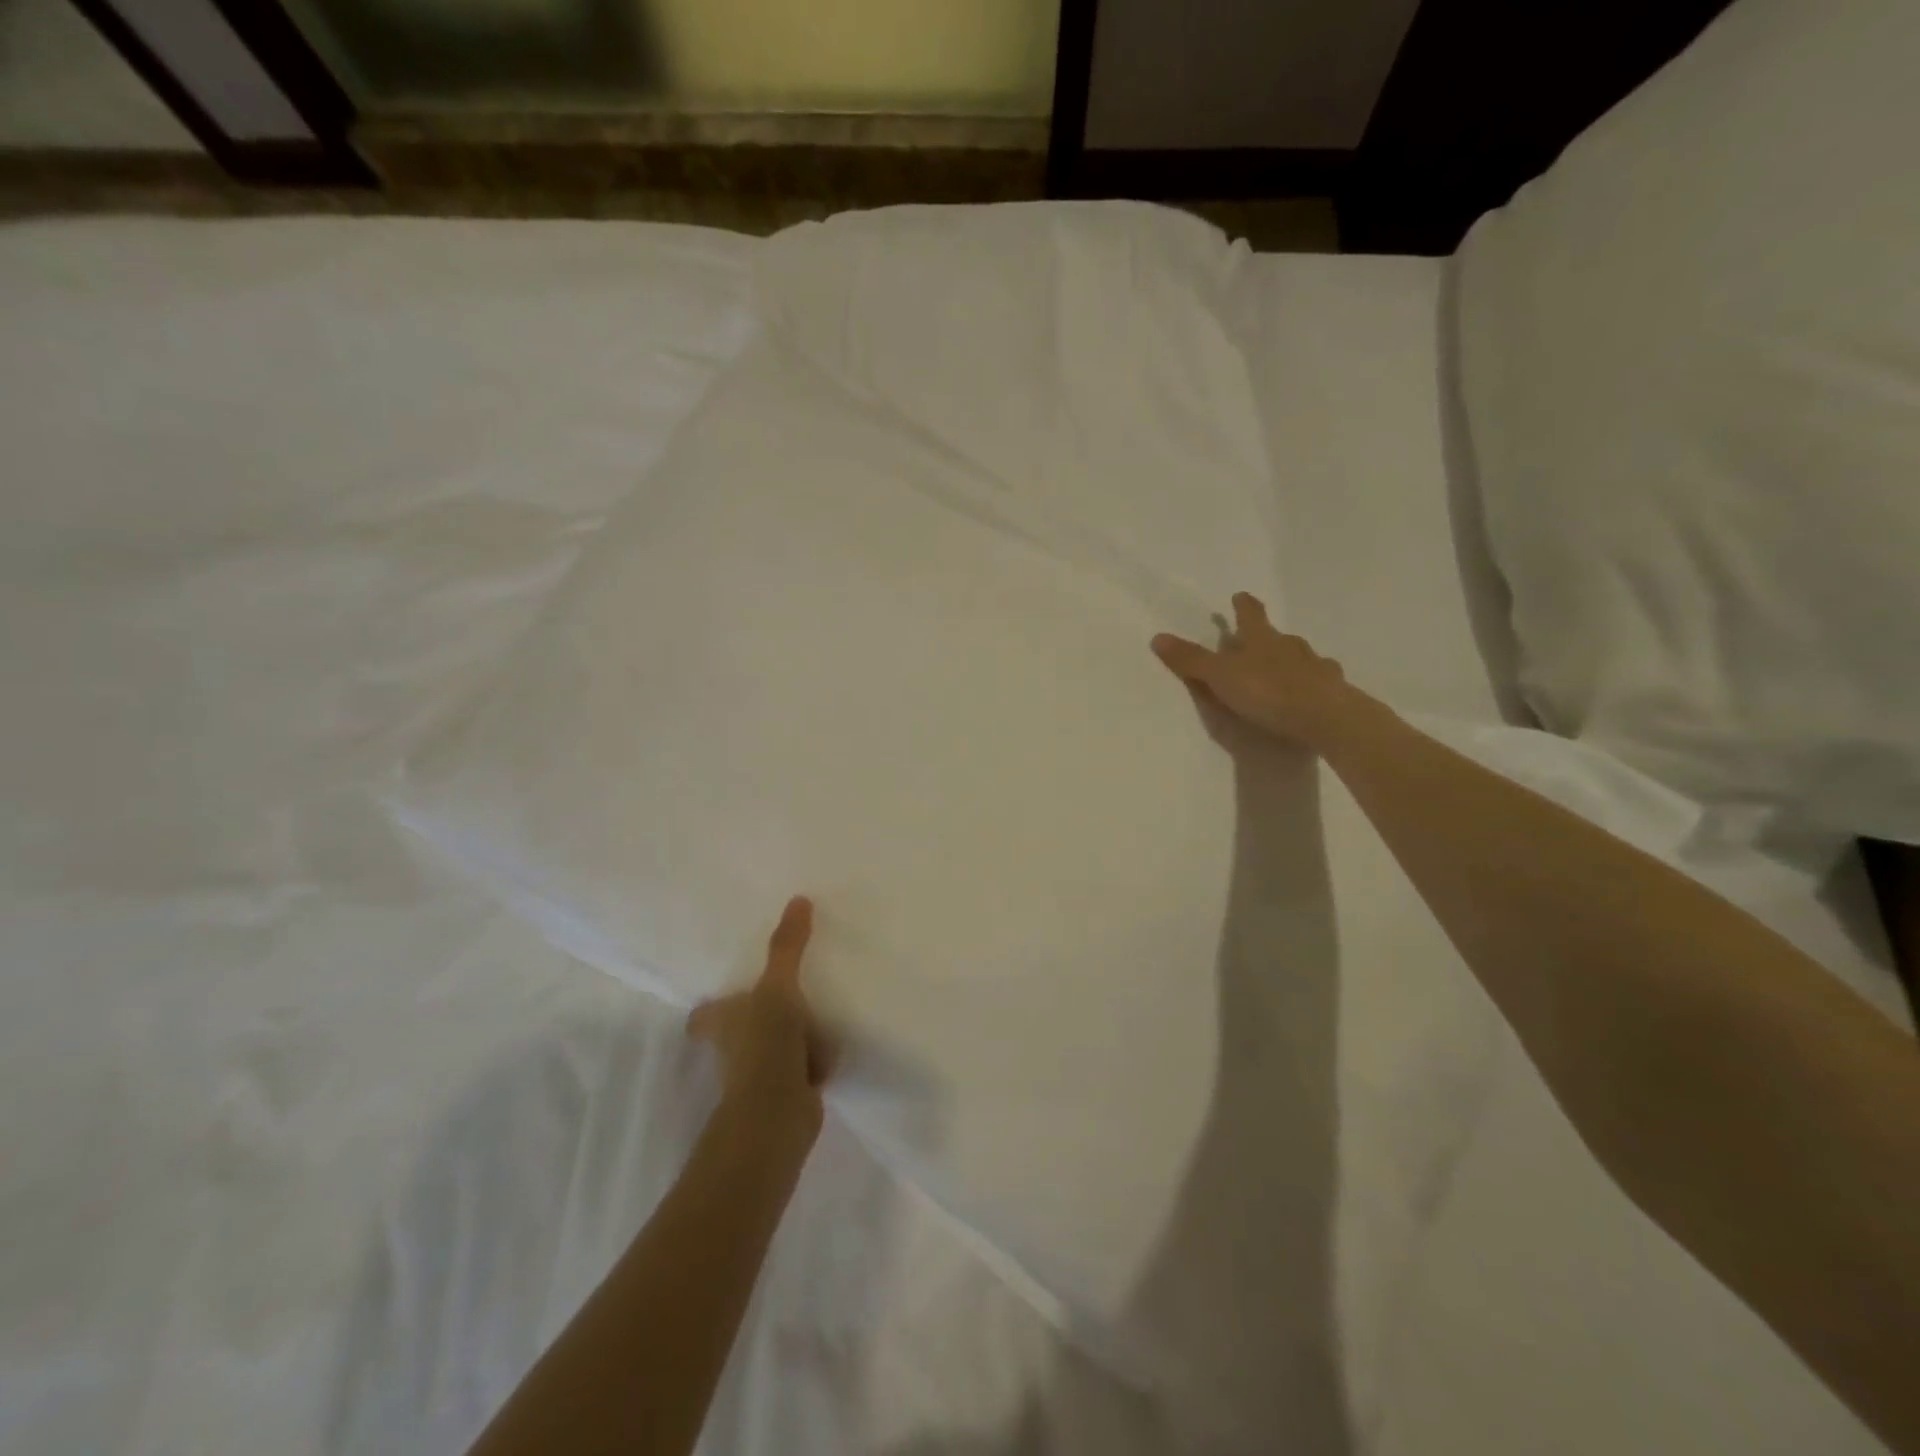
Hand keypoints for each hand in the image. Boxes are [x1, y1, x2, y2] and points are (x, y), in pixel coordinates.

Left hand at [688, 896, 834, 1139]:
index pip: (705, 1015)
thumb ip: (787, 946)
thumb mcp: (778, 987)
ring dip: (792, 1041)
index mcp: (720, 1023)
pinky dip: (812, 1063)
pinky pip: (800, 1069)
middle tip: (784, 997)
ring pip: (774, 1049)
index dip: (712, 1009)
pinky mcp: (785, 1094)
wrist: (777, 1111)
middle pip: (742, 1031)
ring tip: (819, 1020)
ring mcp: (757, 1075)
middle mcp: (732, 1051)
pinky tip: (830, 1054)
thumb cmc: (766, 1042)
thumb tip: (799, 898)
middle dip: (759, 1020)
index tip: (727, 997)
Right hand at [1151, 592, 1354, 748]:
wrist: (1325, 717)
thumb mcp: (1220, 676)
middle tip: (1256, 643)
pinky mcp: (1333, 691)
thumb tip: (1157, 636)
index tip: (1240, 595)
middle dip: (1266, 637)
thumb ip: (1191, 660)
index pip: (1250, 614)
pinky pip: (1320, 682)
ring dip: (1291, 661)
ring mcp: (1316, 667)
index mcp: (1261, 639)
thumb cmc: (1268, 691)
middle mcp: (1291, 646)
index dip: (1243, 605)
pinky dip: (1312, 684)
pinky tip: (1310, 695)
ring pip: (1301, 657)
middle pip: (1277, 635)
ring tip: (1282, 672)